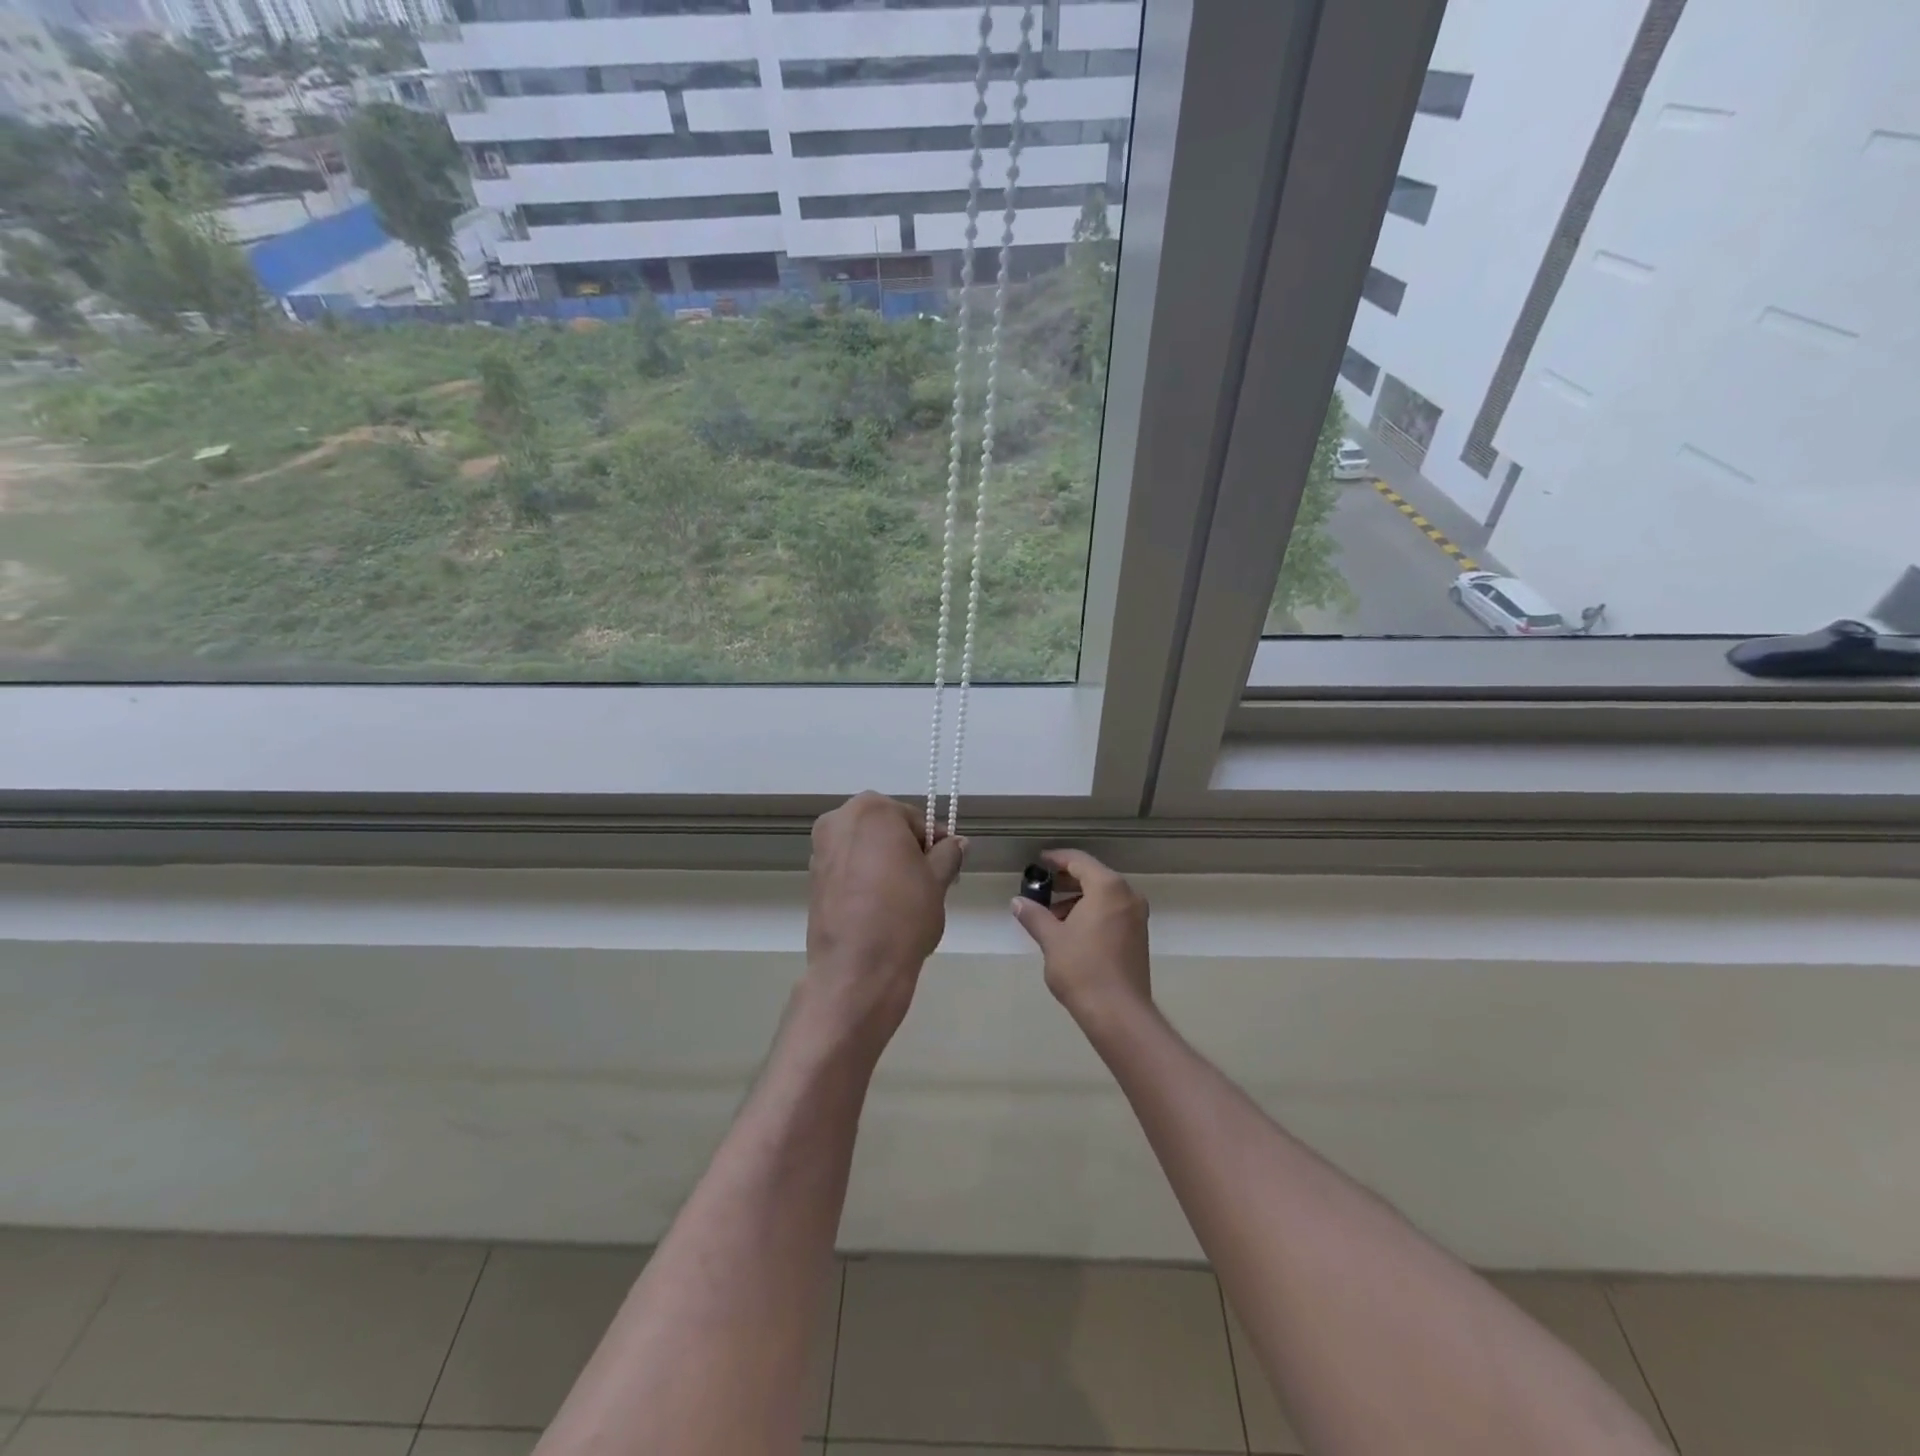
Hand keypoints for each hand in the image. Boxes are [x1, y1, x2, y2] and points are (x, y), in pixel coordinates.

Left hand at [803, 792, 965, 1048]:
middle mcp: (839, 819)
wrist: (857, 968)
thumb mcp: (937, 880)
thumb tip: (956, 842)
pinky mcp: (812, 877)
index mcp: (872, 810)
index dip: (933, 843)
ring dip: (883, 862)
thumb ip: (947, 854)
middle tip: (925, 882)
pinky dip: (863, 877)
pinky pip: (847, 867)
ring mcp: (820, 848)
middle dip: (905, 849)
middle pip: (885, 829)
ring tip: (901, 898)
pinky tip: (878, 906)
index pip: (914, 819)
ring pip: (864, 847)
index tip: (944, 867)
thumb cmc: (903, 914)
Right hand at [1010, 849, 1151, 1029]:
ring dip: (1078, 899)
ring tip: (1051, 915)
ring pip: (1103, 895)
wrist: (1118, 1013)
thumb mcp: (1051, 939)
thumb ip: (1034, 915)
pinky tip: (1071, 930)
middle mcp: (1127, 895)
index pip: (1079, 861)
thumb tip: (1018, 902)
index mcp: (1108, 887)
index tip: (1038, 862)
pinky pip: (1112, 911)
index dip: (1056, 859)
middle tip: (1041, 888)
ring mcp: (1136, 916)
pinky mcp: (1138, 935)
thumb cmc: (1082, 969)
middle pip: (1093, 876)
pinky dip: (1092, 912)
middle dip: (1066, 881)